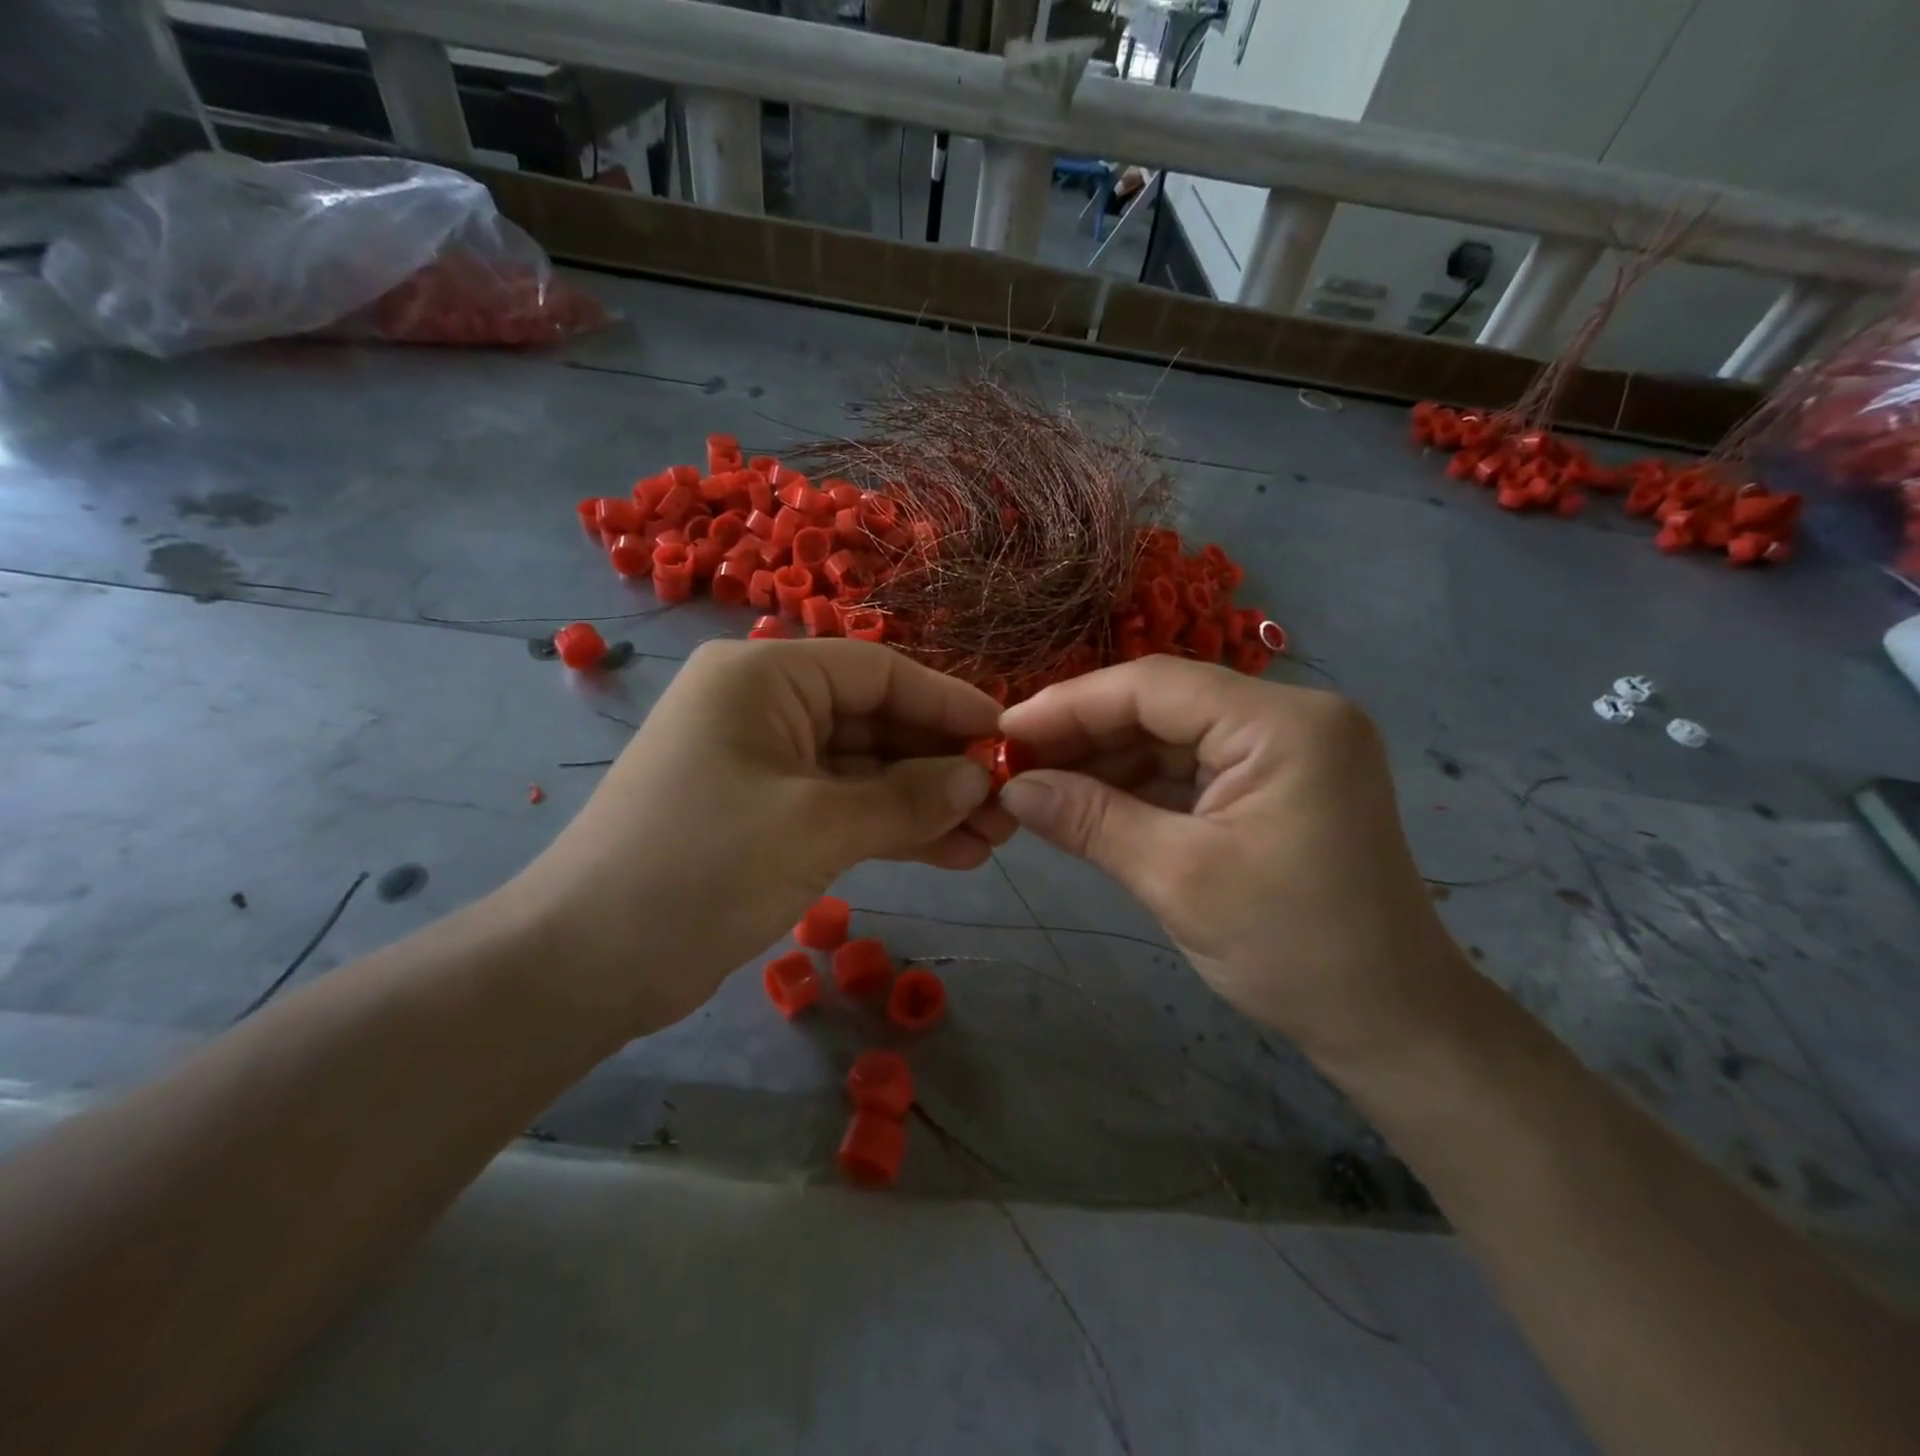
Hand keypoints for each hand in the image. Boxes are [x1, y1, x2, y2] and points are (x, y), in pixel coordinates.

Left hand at [510, 639, 1012, 1034]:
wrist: (584, 965)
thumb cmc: (699, 868)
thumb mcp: (815, 827)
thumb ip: (907, 799)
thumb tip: (981, 778)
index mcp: (765, 677)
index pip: (879, 672)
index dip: (948, 703)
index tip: (1007, 737)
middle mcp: (766, 708)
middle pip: (876, 723)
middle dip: (942, 765)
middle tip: (1009, 805)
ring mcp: (767, 766)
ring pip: (866, 773)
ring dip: (927, 804)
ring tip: (994, 840)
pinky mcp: (768, 817)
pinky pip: (845, 810)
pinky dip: (893, 830)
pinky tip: (952, 855)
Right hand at [997, 658, 1471, 1066]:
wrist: (1390, 1023)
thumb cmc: (1293, 950)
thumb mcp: (1178, 879)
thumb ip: (1089, 820)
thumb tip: (1012, 787)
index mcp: (1284, 723)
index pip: (1155, 686)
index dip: (1070, 704)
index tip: (1004, 729)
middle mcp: (1291, 717)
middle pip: (1163, 705)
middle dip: (1085, 733)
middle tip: (1013, 761)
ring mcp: (1287, 749)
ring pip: (1173, 735)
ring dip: (1106, 760)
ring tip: (1038, 783)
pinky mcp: (1277, 782)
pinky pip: (1193, 767)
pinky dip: (1139, 784)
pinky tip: (1087, 800)